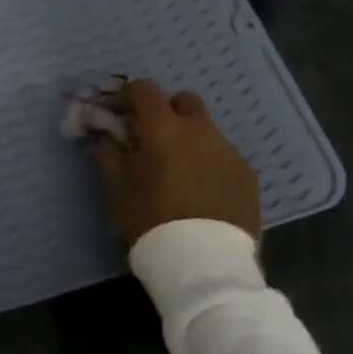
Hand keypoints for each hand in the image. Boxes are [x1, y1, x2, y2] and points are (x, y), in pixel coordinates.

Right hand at [91, 80, 260, 246]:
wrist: (205, 264)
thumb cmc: (152, 222)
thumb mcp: (118, 189)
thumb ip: (109, 153)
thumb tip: (105, 132)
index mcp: (163, 128)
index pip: (144, 89)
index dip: (126, 96)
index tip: (115, 113)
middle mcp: (200, 130)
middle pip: (182, 101)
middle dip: (164, 111)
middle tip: (149, 137)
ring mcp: (228, 151)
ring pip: (205, 129)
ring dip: (187, 137)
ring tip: (176, 169)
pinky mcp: (247, 174)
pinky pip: (222, 155)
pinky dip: (207, 161)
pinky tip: (200, 189)